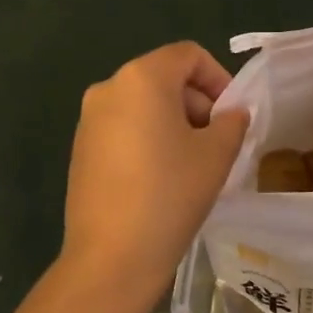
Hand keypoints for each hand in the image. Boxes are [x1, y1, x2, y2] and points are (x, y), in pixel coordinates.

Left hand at [62, 42, 249, 303]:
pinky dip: (147, 138)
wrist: (110, 257)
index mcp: (142, 77)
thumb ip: (232, 122)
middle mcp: (109, 87)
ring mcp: (89, 118)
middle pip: (164, 77)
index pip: (188, 55)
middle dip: (196, 102)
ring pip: (143, 103)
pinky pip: (123, 127)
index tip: (232, 116)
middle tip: (217, 143)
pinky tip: (161, 178)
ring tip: (192, 163)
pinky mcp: (81, 147)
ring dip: (173, 122)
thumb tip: (231, 113)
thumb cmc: (170, 195)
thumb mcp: (216, 155)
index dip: (218, 78)